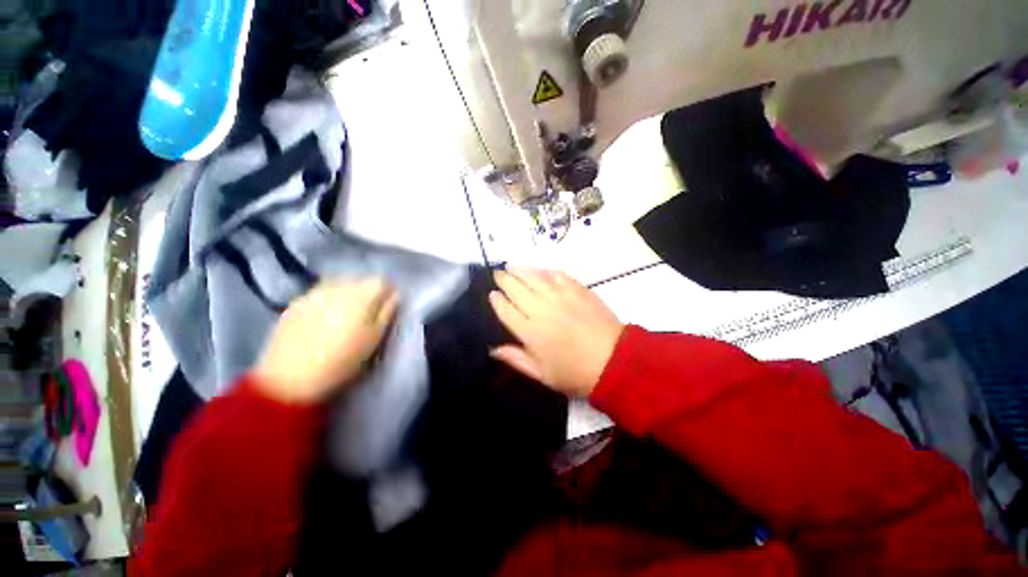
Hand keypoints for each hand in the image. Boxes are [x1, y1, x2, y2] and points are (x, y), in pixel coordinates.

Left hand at [254, 278, 397, 403]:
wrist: (289, 379)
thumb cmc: (343, 360)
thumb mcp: (375, 339)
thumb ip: (387, 312)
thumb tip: (395, 295)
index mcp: (362, 295)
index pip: (382, 281)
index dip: (387, 293)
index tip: (385, 308)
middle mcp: (338, 286)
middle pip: (360, 280)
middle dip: (367, 292)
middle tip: (366, 314)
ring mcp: (313, 292)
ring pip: (338, 284)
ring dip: (346, 294)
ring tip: (343, 315)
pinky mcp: (295, 303)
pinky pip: (318, 293)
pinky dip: (326, 300)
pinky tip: (321, 319)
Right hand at [489, 267, 623, 396]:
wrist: (614, 360)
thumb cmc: (575, 372)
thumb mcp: (541, 374)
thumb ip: (515, 359)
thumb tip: (493, 349)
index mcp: (530, 331)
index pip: (506, 310)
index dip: (497, 300)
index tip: (492, 294)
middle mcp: (541, 308)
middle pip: (516, 288)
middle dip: (504, 279)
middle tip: (498, 274)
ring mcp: (560, 296)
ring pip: (534, 277)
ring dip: (520, 270)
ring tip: (512, 266)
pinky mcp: (577, 289)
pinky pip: (556, 274)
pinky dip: (545, 271)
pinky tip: (540, 271)